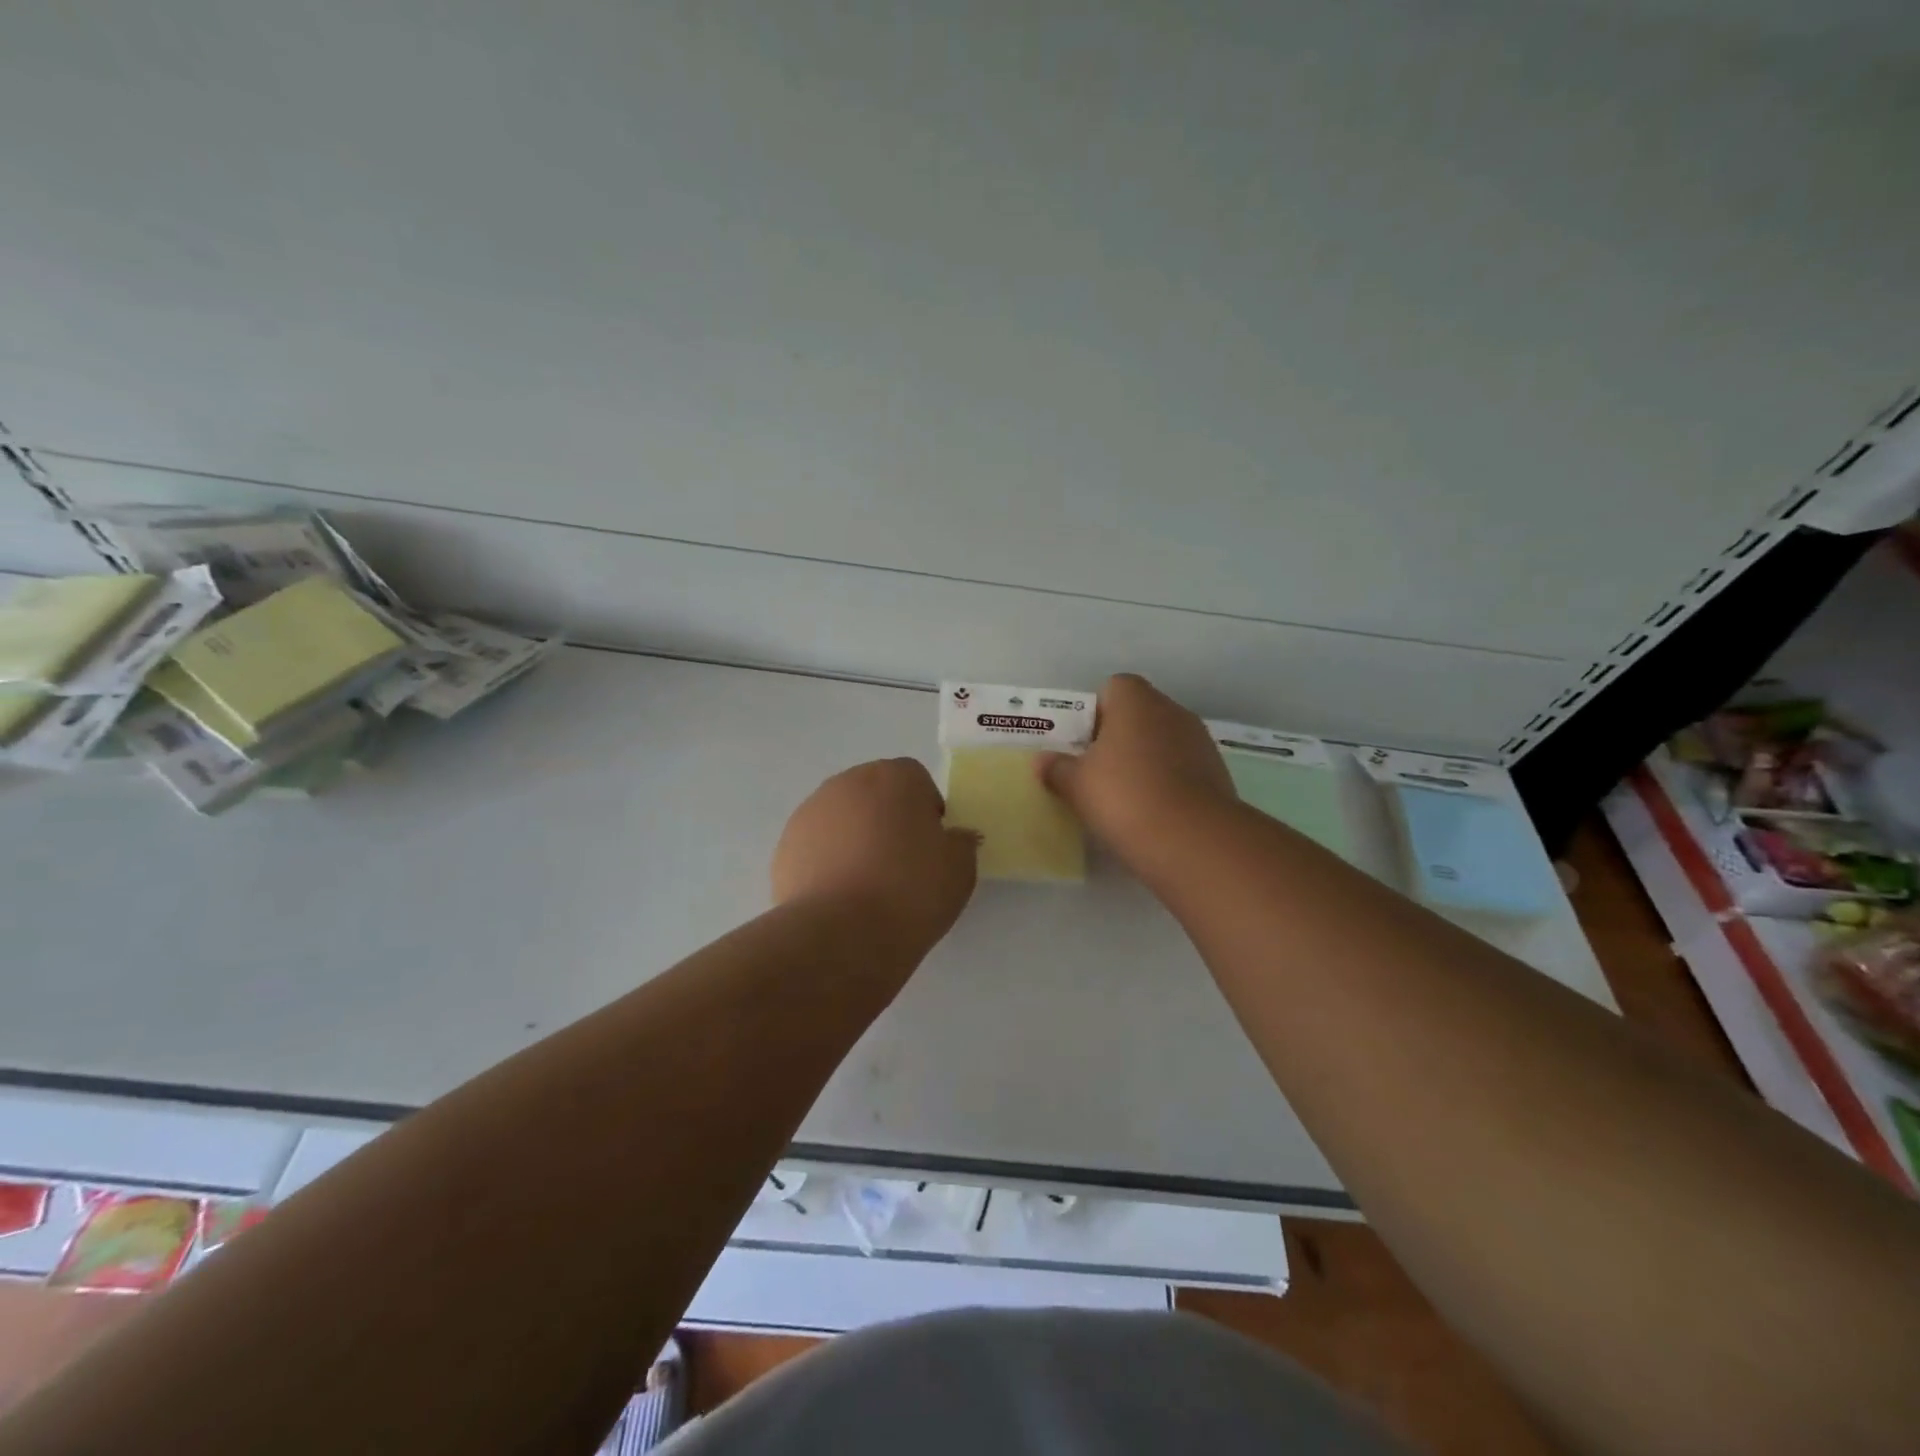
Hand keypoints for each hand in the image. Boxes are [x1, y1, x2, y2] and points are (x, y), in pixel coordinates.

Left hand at [772, 758, 978, 954]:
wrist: (842, 932)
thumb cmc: (911, 890)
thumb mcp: (960, 868)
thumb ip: (960, 843)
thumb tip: (952, 838)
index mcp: (895, 776)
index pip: (916, 780)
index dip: (926, 812)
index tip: (931, 848)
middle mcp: (848, 783)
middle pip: (874, 794)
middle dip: (887, 820)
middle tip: (901, 865)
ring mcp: (810, 813)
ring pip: (842, 819)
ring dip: (854, 840)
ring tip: (867, 886)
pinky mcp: (785, 846)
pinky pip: (816, 847)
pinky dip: (828, 863)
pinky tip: (840, 898)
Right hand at [1037, 674, 1236, 868]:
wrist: (1193, 840)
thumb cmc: (1124, 796)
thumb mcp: (1076, 785)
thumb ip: (1057, 768)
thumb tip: (1043, 761)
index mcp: (1136, 701)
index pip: (1112, 687)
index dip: (1094, 713)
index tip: (1082, 744)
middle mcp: (1172, 711)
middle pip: (1139, 715)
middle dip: (1118, 738)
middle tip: (1096, 772)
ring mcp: (1199, 741)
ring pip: (1162, 742)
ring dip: (1145, 761)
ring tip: (1124, 797)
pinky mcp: (1217, 773)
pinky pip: (1182, 769)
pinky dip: (1167, 782)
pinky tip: (1152, 812)